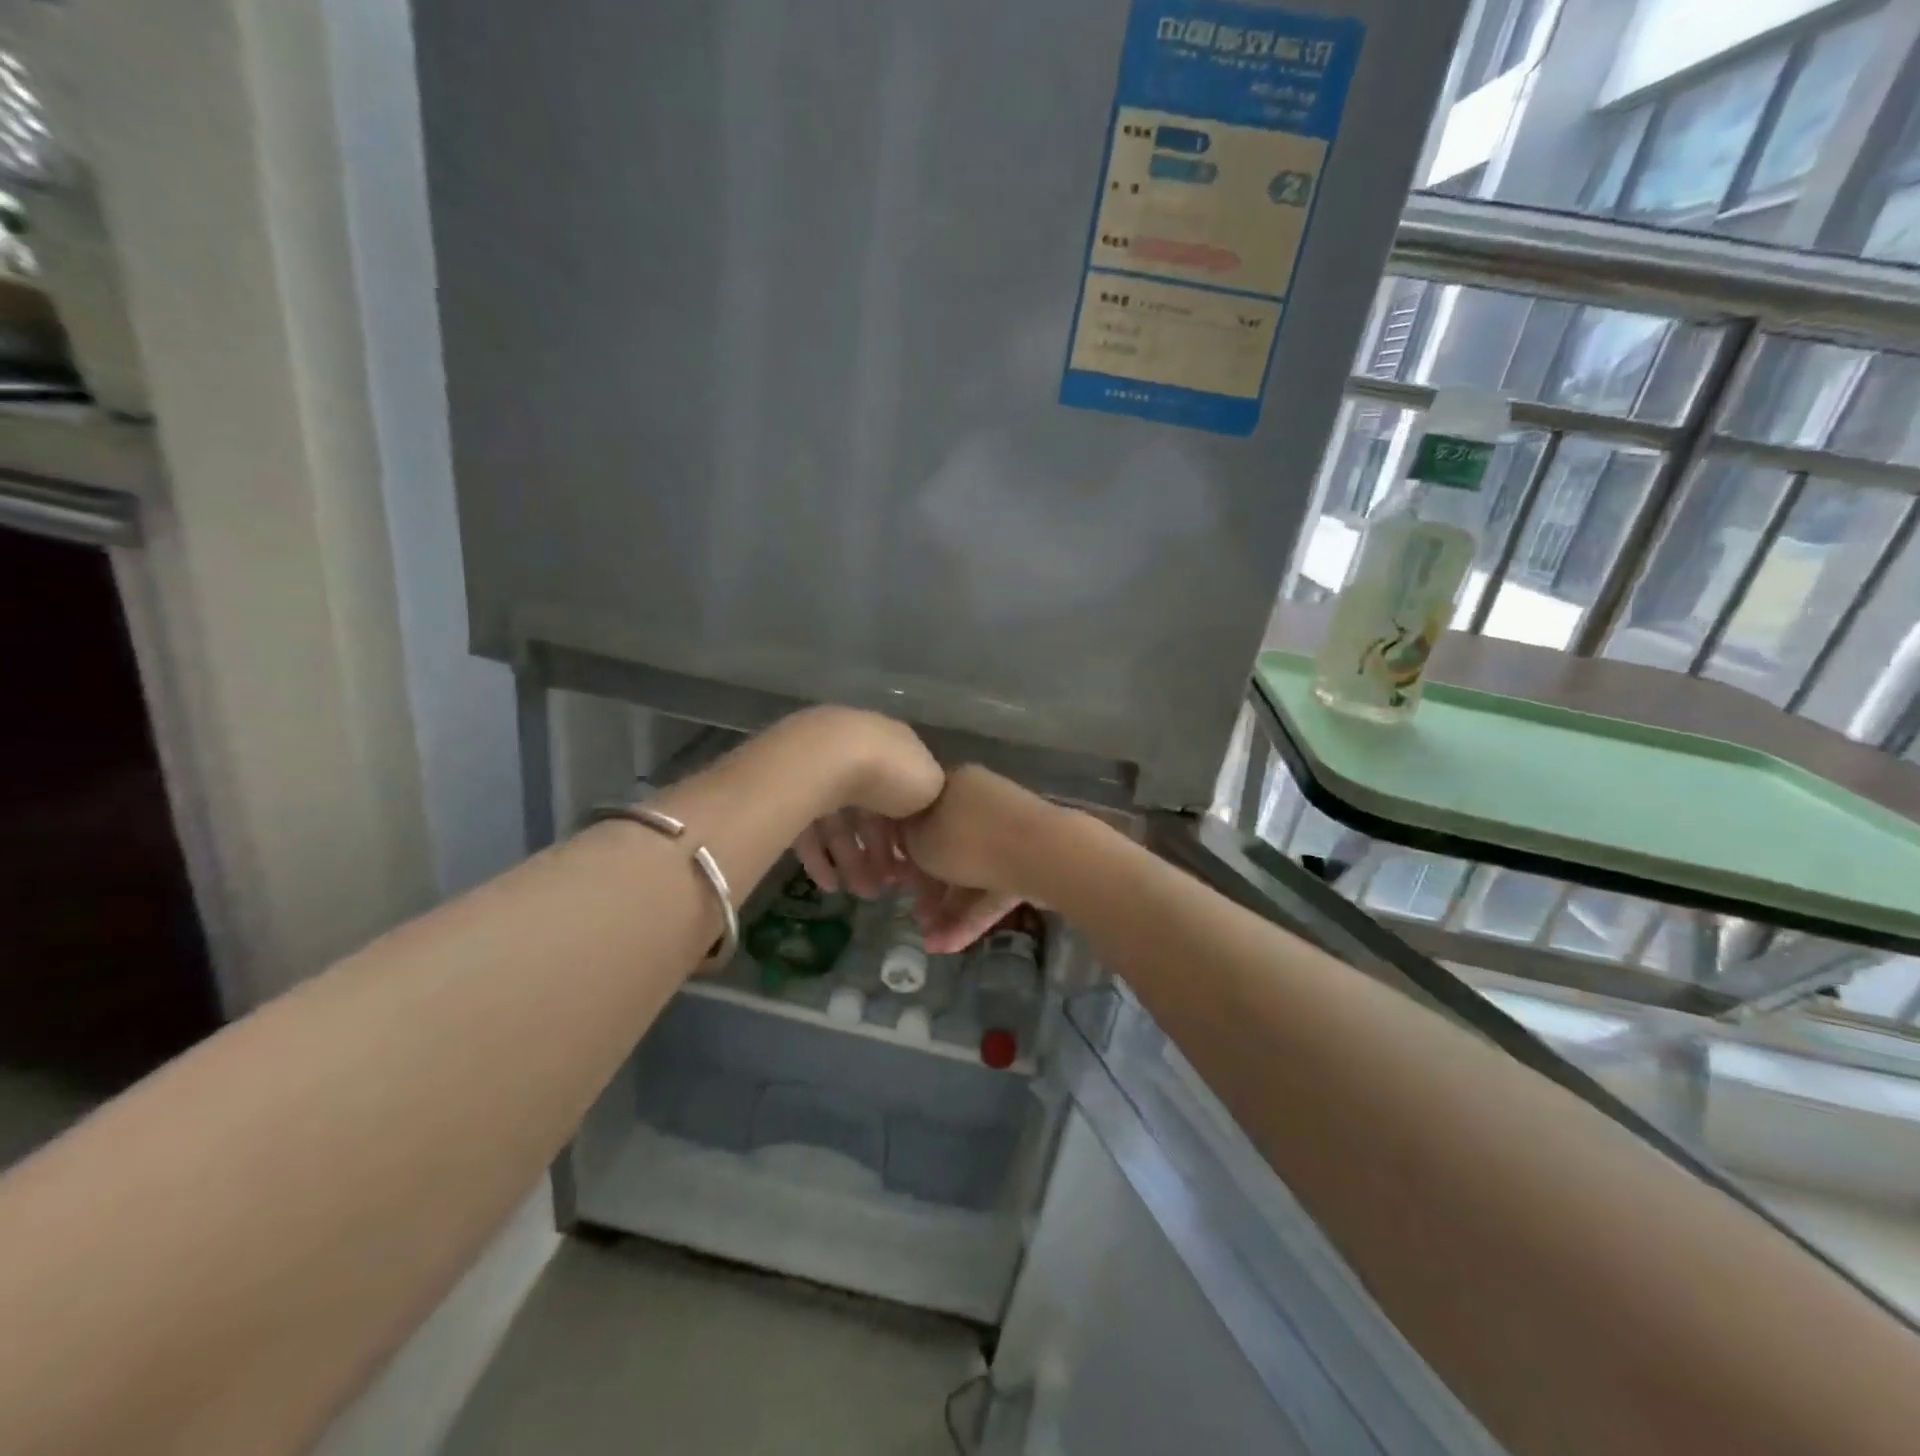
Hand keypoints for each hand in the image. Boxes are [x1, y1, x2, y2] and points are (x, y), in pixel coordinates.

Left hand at [786, 709, 942, 898]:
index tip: (911, 867)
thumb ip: (932, 802)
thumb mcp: (932, 786)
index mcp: (896, 749)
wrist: (829, 758)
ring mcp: (823, 770)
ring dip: (853, 861)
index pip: (904, 795)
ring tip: (861, 893)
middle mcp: (860, 753)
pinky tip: (829, 884)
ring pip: (841, 823)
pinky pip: (809, 828)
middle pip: (871, 813)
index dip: (908, 833)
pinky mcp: (791, 789)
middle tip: (883, 888)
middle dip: (879, 854)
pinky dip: (820, 858)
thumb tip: (921, 818)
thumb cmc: (892, 772)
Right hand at [901, 766, 1058, 952]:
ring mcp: (1008, 833)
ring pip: (970, 872)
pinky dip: (973, 915)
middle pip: (947, 846)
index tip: (893, 874)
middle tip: (914, 913)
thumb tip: (905, 841)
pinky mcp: (1028, 863)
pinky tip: (950, 946)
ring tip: (931, 942)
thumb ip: (906, 841)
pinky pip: (993, 888)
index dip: (902, 845)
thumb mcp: (919, 839)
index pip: (921, 811)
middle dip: (928, 887)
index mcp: (954, 783)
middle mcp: (981, 803)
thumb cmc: (968, 839)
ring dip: (948, 909)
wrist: (1042, 853)